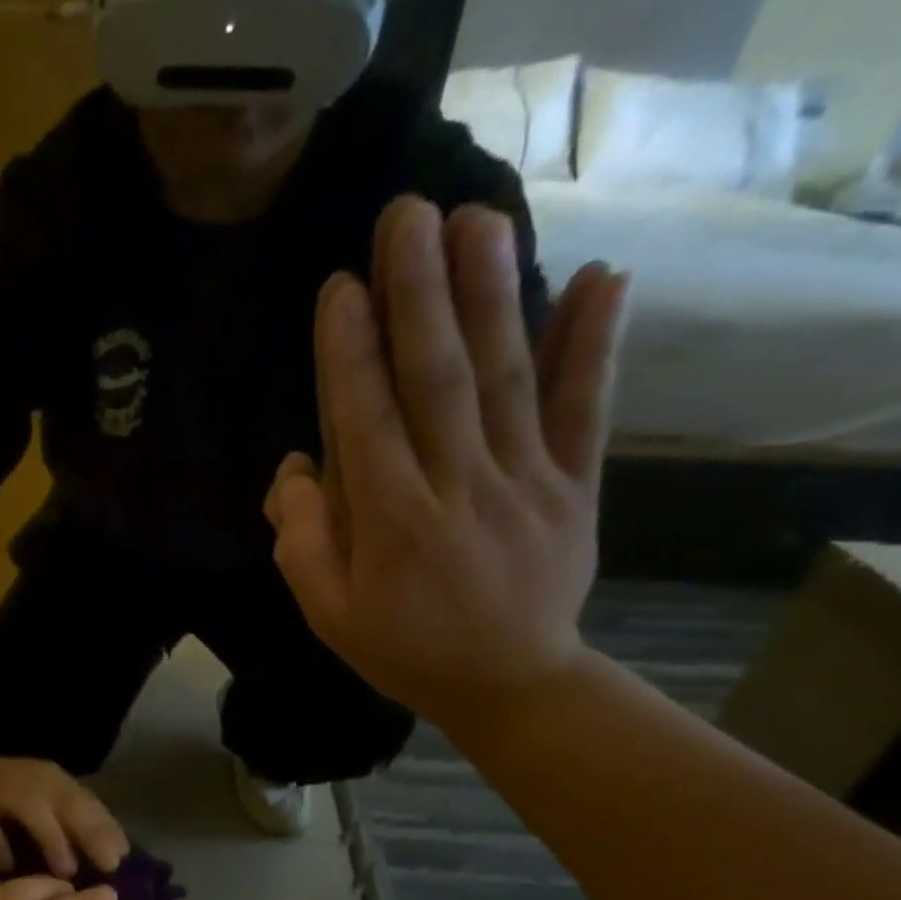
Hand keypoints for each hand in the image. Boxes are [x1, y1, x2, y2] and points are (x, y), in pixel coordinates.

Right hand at [0, 750, 128, 876]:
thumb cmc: (9, 793)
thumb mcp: (45, 798)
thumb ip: (78, 821)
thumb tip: (120, 855)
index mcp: (52, 780)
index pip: (87, 802)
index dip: (106, 830)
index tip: (122, 861)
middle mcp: (28, 779)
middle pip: (66, 801)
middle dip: (88, 834)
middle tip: (104, 869)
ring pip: (30, 808)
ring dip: (51, 839)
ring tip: (64, 874)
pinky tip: (8, 871)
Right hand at [265, 197, 629, 727]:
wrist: (510, 685)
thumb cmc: (405, 648)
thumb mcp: (328, 614)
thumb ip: (302, 541)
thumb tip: (295, 466)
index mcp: (393, 524)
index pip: (366, 423)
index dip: (350, 353)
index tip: (342, 285)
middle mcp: (459, 488)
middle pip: (438, 381)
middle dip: (419, 295)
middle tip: (407, 214)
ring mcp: (526, 482)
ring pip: (508, 379)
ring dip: (493, 295)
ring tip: (480, 218)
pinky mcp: (575, 485)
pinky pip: (586, 410)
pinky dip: (596, 345)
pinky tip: (605, 276)